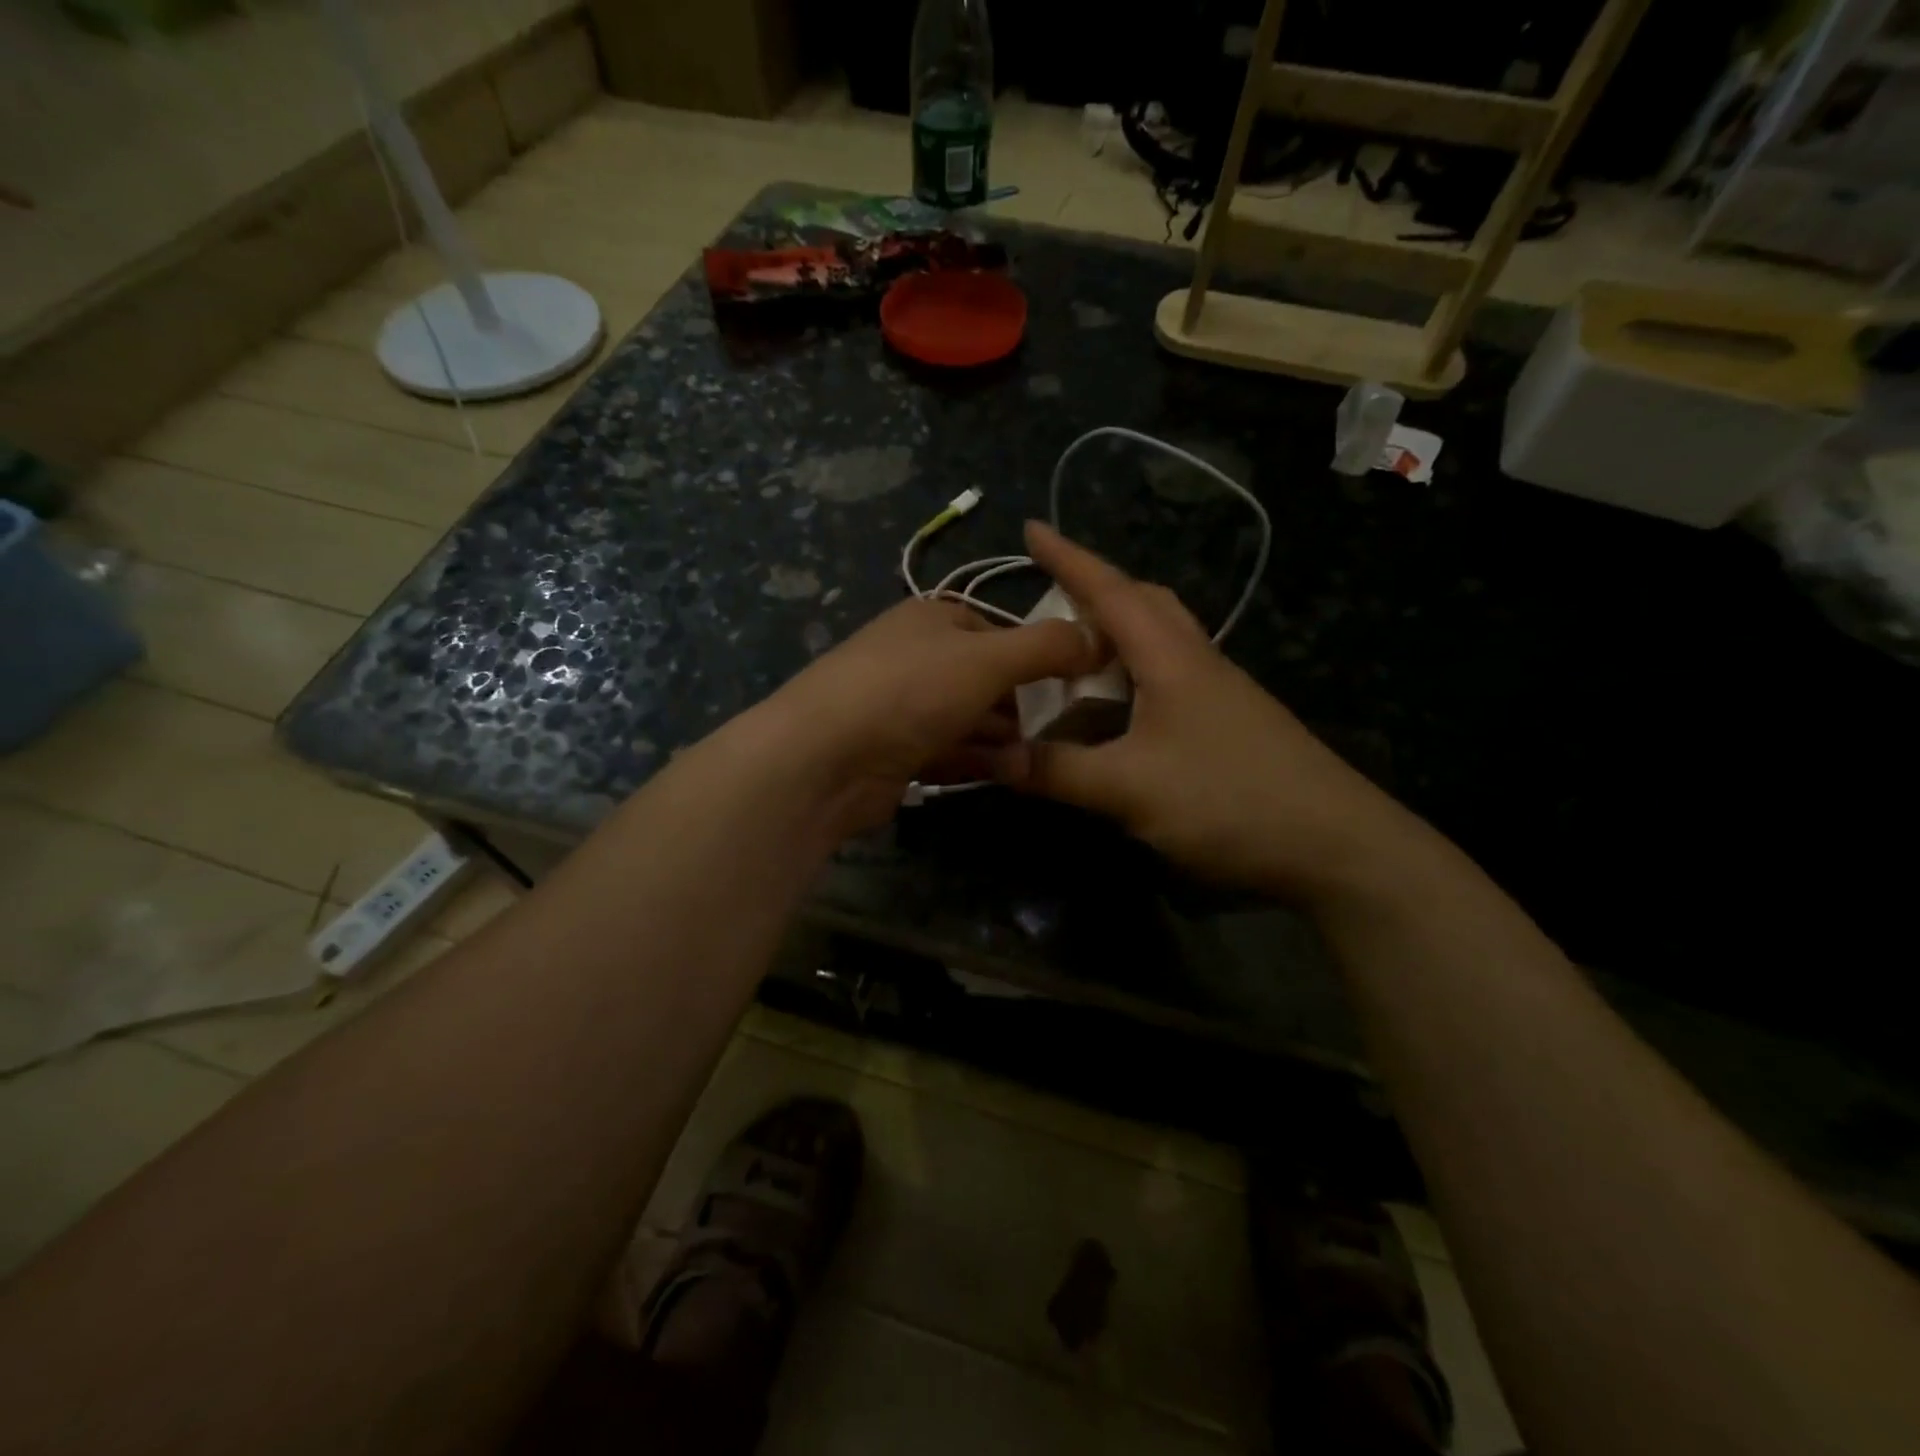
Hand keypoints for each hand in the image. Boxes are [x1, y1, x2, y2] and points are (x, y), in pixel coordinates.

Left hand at [747, 593, 1098, 838]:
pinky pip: (950, 751)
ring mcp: (903, 707)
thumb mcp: (987, 658)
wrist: (823, 757)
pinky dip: (980, 760)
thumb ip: (1047, 646)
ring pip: (971, 719)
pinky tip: (1011, 775)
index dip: (1039, 656)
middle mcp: (916, 657)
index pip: (999, 631)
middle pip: (987, 679)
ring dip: (1007, 739)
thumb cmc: (909, 690)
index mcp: (933, 619)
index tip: (1075, 685)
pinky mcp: (896, 752)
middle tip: (1064, 731)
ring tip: (1037, 759)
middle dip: (1025, 705)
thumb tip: (1098, 635)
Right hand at [988, 522, 1419, 901]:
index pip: (1111, 591)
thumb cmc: (1228, 801)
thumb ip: (1057, 771)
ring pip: (1159, 641)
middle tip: (1050, 599)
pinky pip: (1168, 679)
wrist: (1335, 846)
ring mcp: (1218, 693)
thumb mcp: (1129, 789)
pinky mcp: (1228, 724)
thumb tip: (992, 757)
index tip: (1030, 528)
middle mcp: (1196, 662)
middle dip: (1095, 589)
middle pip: (1144, 604)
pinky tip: (1116, 712)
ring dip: (1115, 635)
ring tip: (1072, 656)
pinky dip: (1131, 677)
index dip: (1068, 559)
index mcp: (1171, 658)